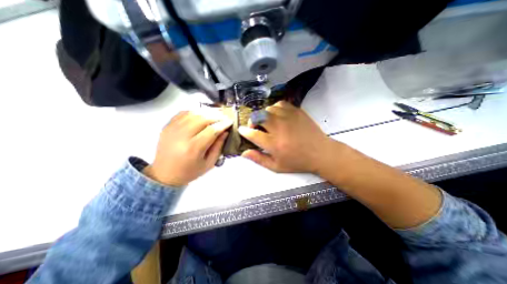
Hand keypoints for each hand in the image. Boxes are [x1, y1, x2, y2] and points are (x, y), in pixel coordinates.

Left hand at [144, 110, 232, 185]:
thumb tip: (225, 131)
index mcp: (193, 148)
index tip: (230, 121)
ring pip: (193, 113)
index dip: (223, 124)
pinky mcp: (167, 126)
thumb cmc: (189, 172)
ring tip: (216, 114)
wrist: (164, 174)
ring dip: (207, 112)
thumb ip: (218, 146)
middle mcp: (181, 136)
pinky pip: (183, 113)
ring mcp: (172, 129)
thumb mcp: (209, 163)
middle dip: (217, 116)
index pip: (211, 130)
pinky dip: (195, 111)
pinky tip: (202, 114)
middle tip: (225, 117)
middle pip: (202, 118)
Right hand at [239, 101, 335, 173]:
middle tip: (255, 127)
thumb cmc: (298, 162)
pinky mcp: (297, 111)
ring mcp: (289, 117)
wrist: (320, 153)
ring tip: (266, 122)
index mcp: (274, 144)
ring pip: (268, 109)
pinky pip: (280, 104)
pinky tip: (277, 115)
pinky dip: (275, 108)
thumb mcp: (276, 166)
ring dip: (263, 115)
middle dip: (252, 121)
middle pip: (258, 117)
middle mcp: (279, 128)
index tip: (241, 130)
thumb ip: (259, 159)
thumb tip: (244, 153)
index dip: (244, 131)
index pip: (253, 134)